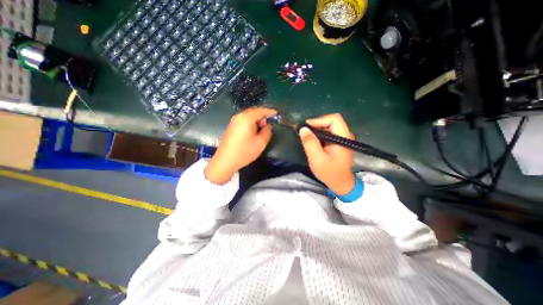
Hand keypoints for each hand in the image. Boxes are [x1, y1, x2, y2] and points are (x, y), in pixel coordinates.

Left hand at [206, 108, 276, 182]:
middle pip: (253, 112)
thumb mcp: (260, 143)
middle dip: (262, 115)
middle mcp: (239, 116)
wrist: (225, 161)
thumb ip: (267, 132)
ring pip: (248, 116)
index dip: (269, 112)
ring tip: (262, 128)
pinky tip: (253, 131)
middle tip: (269, 124)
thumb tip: (267, 126)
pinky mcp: (231, 127)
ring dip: (256, 119)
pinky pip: (243, 121)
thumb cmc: (244, 152)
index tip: (276, 114)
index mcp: (246, 118)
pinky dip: (250, 123)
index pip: (260, 111)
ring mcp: (233, 121)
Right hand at [299, 113, 353, 193]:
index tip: (307, 127)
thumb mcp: (317, 159)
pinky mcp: (338, 142)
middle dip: (317, 124)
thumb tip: (303, 129)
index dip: (319, 120)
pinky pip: (328, 132)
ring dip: (317, 129)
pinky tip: (313, 141)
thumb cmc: (329, 172)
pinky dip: (319, 134)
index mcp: (343, 138)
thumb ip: (310, 143)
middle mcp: (345, 135)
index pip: (334, 119)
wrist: (340, 183)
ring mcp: (342, 138)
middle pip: (331, 121)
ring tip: (307, 137)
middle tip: (305, 132)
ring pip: (329, 126)